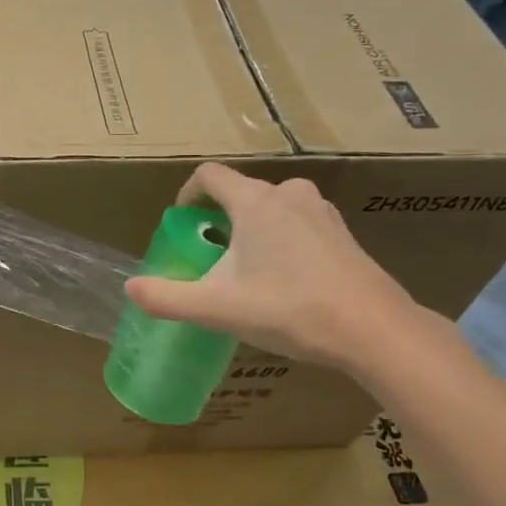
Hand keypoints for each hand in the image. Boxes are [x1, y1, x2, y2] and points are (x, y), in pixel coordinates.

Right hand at [123, 163, 426, 371]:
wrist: (374, 330)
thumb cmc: (291, 309)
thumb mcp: (219, 308)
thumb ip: (168, 298)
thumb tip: (131, 288)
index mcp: (255, 201)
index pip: (209, 175)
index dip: (188, 194)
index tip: (182, 223)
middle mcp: (289, 194)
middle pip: (240, 193)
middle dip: (219, 219)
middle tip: (210, 258)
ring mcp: (321, 211)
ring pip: (271, 208)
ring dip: (251, 230)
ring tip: (246, 270)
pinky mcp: (342, 232)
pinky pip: (298, 223)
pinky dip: (281, 239)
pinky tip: (285, 280)